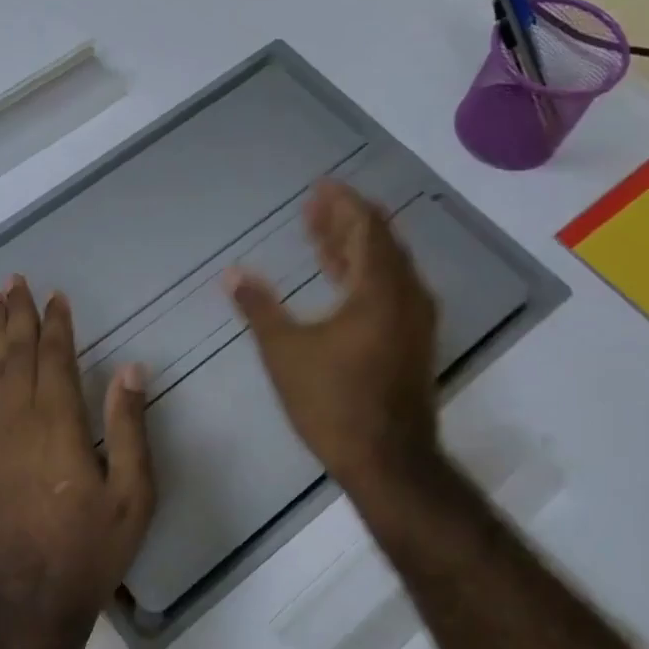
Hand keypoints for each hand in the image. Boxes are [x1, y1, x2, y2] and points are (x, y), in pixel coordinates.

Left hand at [0, 277, 155, 624]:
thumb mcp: (132, 494)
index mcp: (59, 427)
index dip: (55, 325)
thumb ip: (129, 428)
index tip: (56, 296)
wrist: (30, 601)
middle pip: (16, 357)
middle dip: (15, 316)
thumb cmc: (90, 549)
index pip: (55, 360)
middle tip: (13, 281)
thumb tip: (130, 370)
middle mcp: (20, 423)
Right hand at [227, 179, 443, 504]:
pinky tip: (340, 283)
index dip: (342, 203)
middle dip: (346, 221)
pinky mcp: (413, 343)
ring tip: (320, 236)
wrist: (388, 461)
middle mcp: (407, 296)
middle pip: (380, 242)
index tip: (319, 187)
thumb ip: (259, 308)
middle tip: (314, 207)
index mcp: (380, 289)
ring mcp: (415, 322)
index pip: (365, 227)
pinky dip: (363, 277)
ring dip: (354, 249)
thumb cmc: (333, 402)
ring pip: (386, 268)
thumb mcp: (285, 352)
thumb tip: (233, 274)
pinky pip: (390, 291)